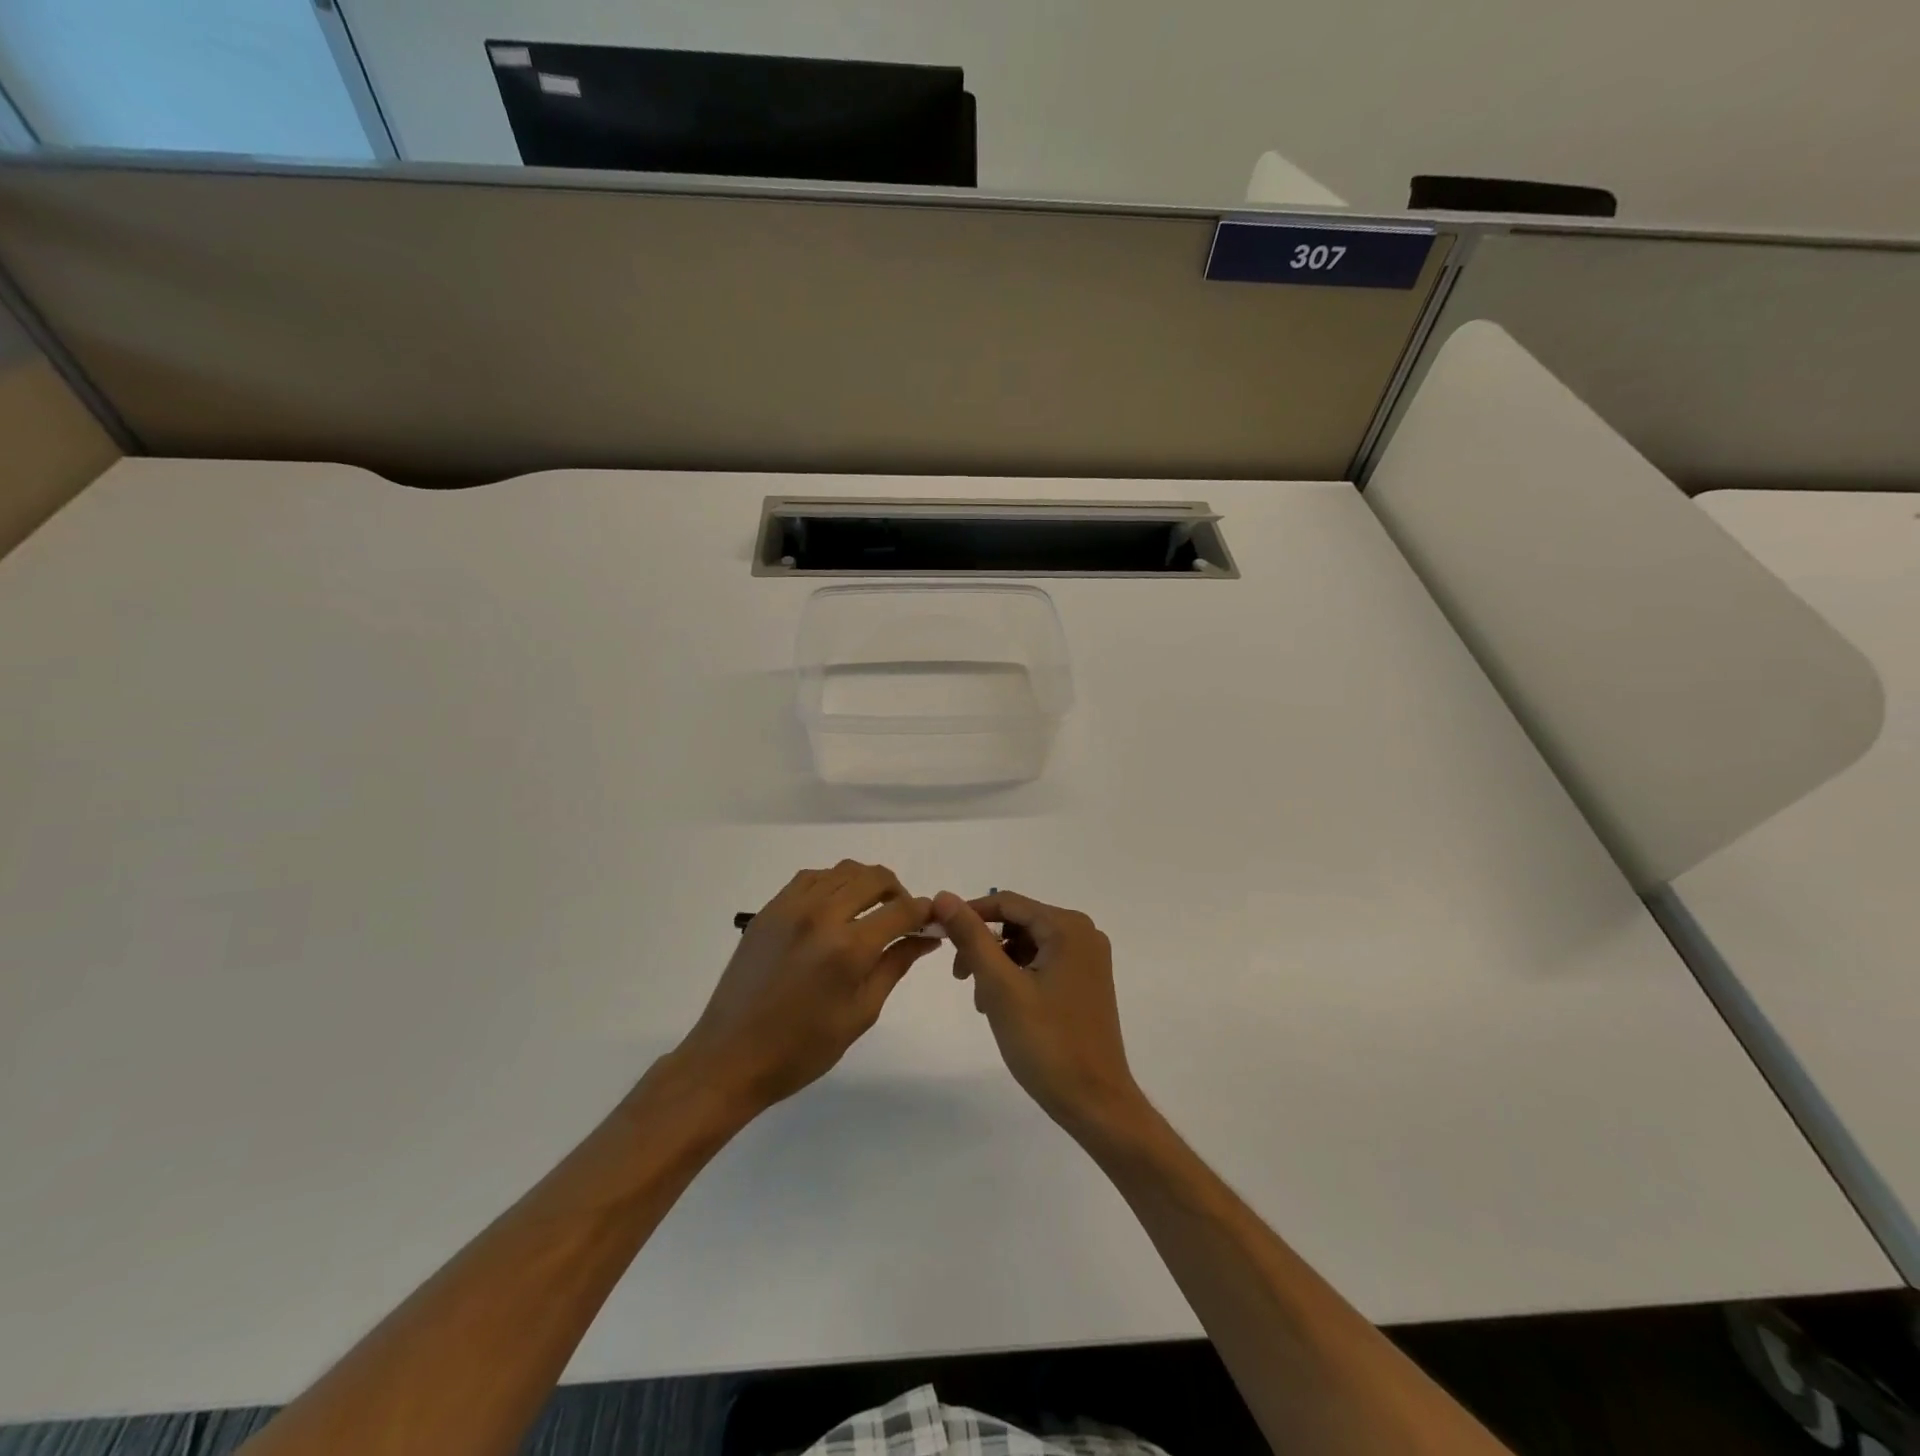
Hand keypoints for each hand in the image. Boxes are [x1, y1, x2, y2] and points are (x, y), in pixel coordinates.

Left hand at [676, 862, 938, 1115]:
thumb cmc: (802, 1049)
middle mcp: (821, 915)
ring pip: (842, 870)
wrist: (730, 1058)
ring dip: (866, 884)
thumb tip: (926, 938)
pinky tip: (835, 909)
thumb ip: (894, 966)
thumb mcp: (860, 1014)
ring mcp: (790, 907)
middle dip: (898, 892)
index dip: (924, 912)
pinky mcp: (769, 910)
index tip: (931, 923)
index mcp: (848, 948)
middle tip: (902, 918)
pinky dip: (833, 883)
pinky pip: (811, 878)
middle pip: (874, 877)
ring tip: (869, 911)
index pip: (901, 910)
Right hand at [933, 889, 1146, 1139]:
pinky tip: (1004, 1007)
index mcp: (1068, 927)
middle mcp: (1083, 934)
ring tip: (984, 1001)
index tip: (939, 937)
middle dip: (984, 946)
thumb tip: (945, 896)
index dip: (969, 914)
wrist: (1095, 1103)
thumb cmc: (1046, 1043)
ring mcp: (1088, 959)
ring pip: (1027, 945)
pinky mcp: (1086, 982)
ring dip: (998, 964)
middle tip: (961, 978)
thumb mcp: (1000, 986)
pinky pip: (1043, 963)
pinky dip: (1018, 977)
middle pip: (1018, 923)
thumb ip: (971, 937)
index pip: (1007, 903)